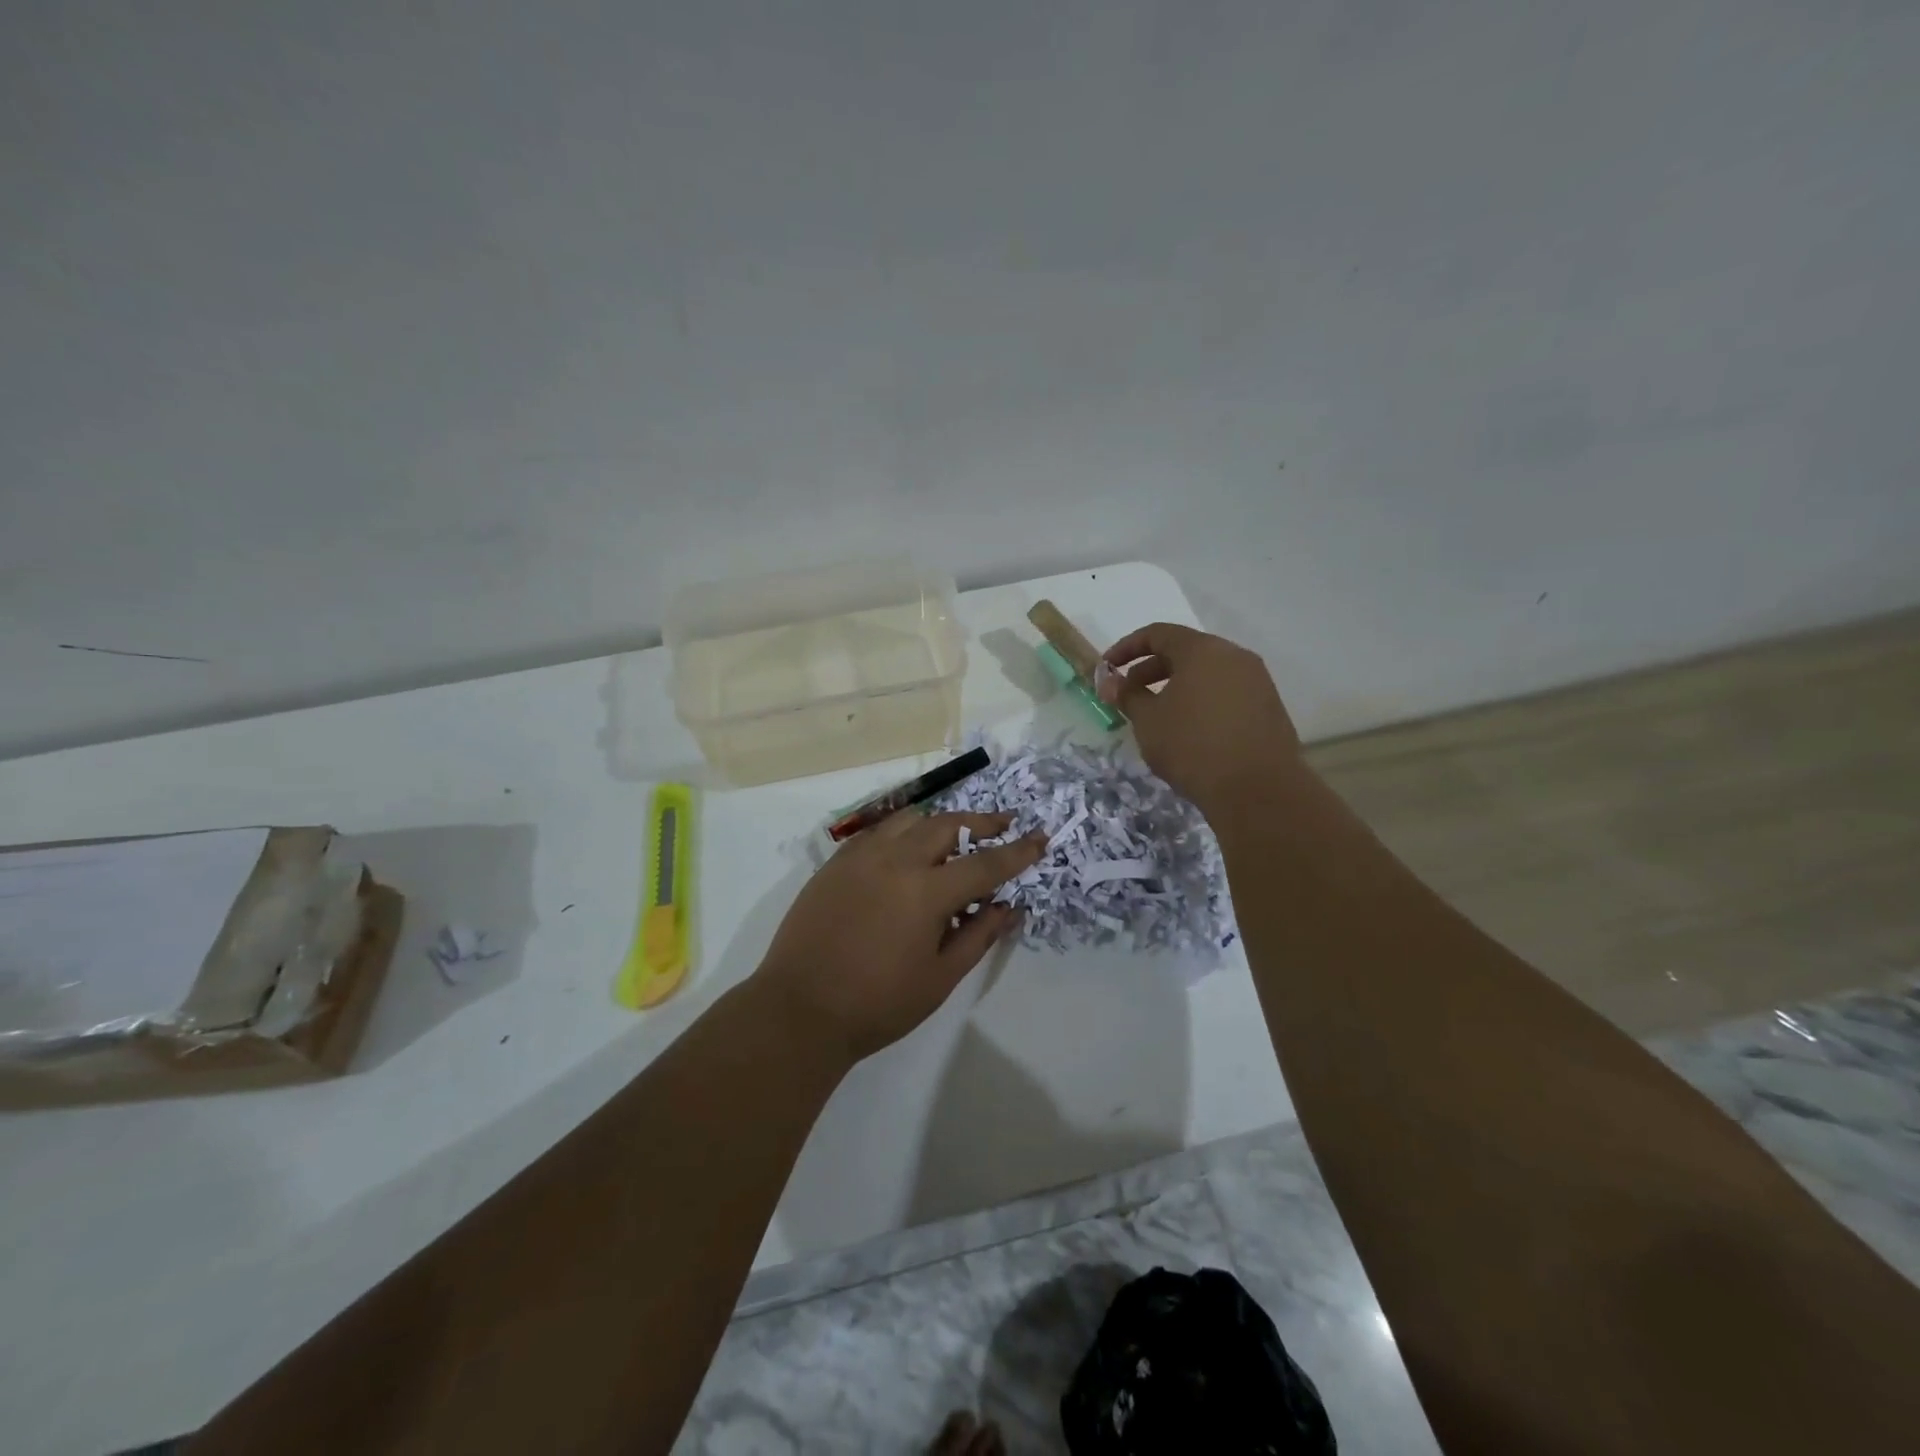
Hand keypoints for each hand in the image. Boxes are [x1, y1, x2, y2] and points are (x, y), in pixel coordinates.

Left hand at [755, 812, 1046, 1062]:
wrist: (800, 1010)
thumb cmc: (877, 1004)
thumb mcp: (940, 978)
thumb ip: (979, 936)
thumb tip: (1009, 906)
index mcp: (925, 892)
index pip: (984, 864)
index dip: (1016, 852)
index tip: (1039, 839)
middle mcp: (895, 860)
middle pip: (947, 825)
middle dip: (981, 822)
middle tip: (1003, 824)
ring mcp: (860, 857)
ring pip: (910, 819)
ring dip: (940, 821)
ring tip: (957, 832)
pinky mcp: (835, 863)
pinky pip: (877, 832)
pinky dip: (903, 830)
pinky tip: (907, 847)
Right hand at [1098, 622, 1304, 813]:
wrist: (1258, 790)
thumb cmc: (1193, 747)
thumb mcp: (1148, 721)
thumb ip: (1127, 695)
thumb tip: (1109, 681)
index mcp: (1202, 650)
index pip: (1157, 634)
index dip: (1126, 648)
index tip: (1106, 669)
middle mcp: (1233, 655)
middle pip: (1184, 651)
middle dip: (1150, 670)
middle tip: (1128, 695)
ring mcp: (1256, 680)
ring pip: (1207, 673)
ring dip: (1176, 686)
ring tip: (1157, 715)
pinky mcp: (1268, 706)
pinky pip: (1225, 691)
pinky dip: (1200, 700)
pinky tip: (1188, 729)